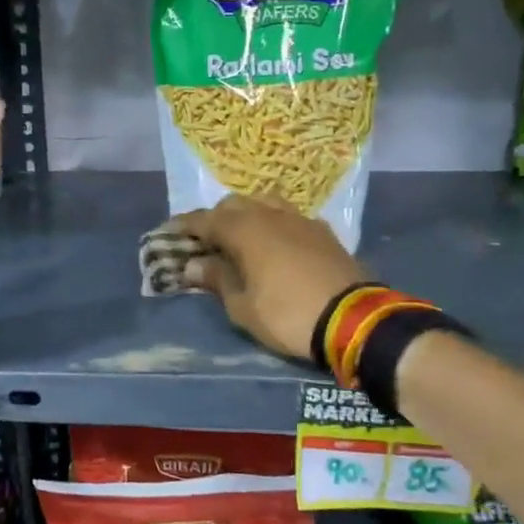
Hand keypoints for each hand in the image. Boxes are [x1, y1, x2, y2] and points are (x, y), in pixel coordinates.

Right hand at [173, 195, 364, 361]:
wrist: (354, 319)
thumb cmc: (288, 315)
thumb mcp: (243, 307)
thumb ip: (217, 280)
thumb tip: (194, 264)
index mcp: (245, 230)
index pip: (205, 220)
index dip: (184, 225)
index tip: (168, 232)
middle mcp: (270, 215)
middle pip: (234, 204)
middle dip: (216, 218)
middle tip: (205, 241)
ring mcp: (300, 220)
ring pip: (264, 203)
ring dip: (247, 215)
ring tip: (240, 236)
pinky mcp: (323, 232)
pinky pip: (289, 217)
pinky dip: (273, 224)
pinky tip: (275, 243)